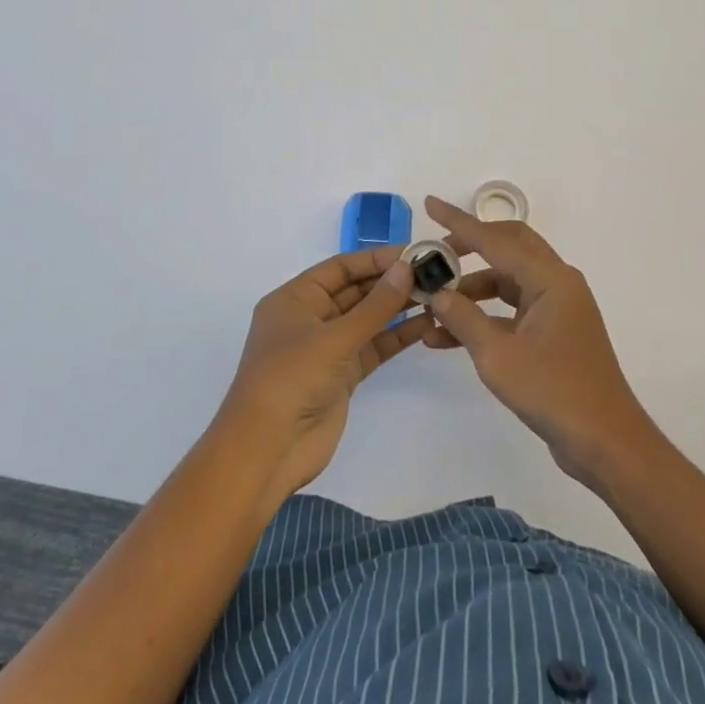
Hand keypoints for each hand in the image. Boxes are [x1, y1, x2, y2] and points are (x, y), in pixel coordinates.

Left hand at [217, 246, 432, 506]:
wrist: (268, 450)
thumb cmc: (291, 379)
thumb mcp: (334, 337)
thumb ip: (375, 305)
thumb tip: (407, 268)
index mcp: (295, 299)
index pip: (340, 267)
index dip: (376, 258)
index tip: (413, 253)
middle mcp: (310, 318)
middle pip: (356, 291)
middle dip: (391, 282)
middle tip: (433, 274)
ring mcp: (326, 349)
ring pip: (367, 319)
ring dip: (398, 308)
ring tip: (436, 295)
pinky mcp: (342, 376)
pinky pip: (372, 347)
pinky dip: (395, 337)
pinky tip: (425, 326)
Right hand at [421, 196, 654, 485]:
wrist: (605, 442)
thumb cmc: (554, 392)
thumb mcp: (498, 356)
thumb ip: (464, 319)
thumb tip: (438, 294)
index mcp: (550, 279)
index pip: (496, 239)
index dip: (459, 222)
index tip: (430, 204)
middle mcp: (557, 283)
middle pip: (508, 248)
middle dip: (469, 248)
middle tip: (435, 255)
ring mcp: (557, 308)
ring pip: (508, 281)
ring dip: (472, 291)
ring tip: (432, 308)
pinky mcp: (554, 332)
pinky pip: (513, 310)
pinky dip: (485, 316)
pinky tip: (449, 336)